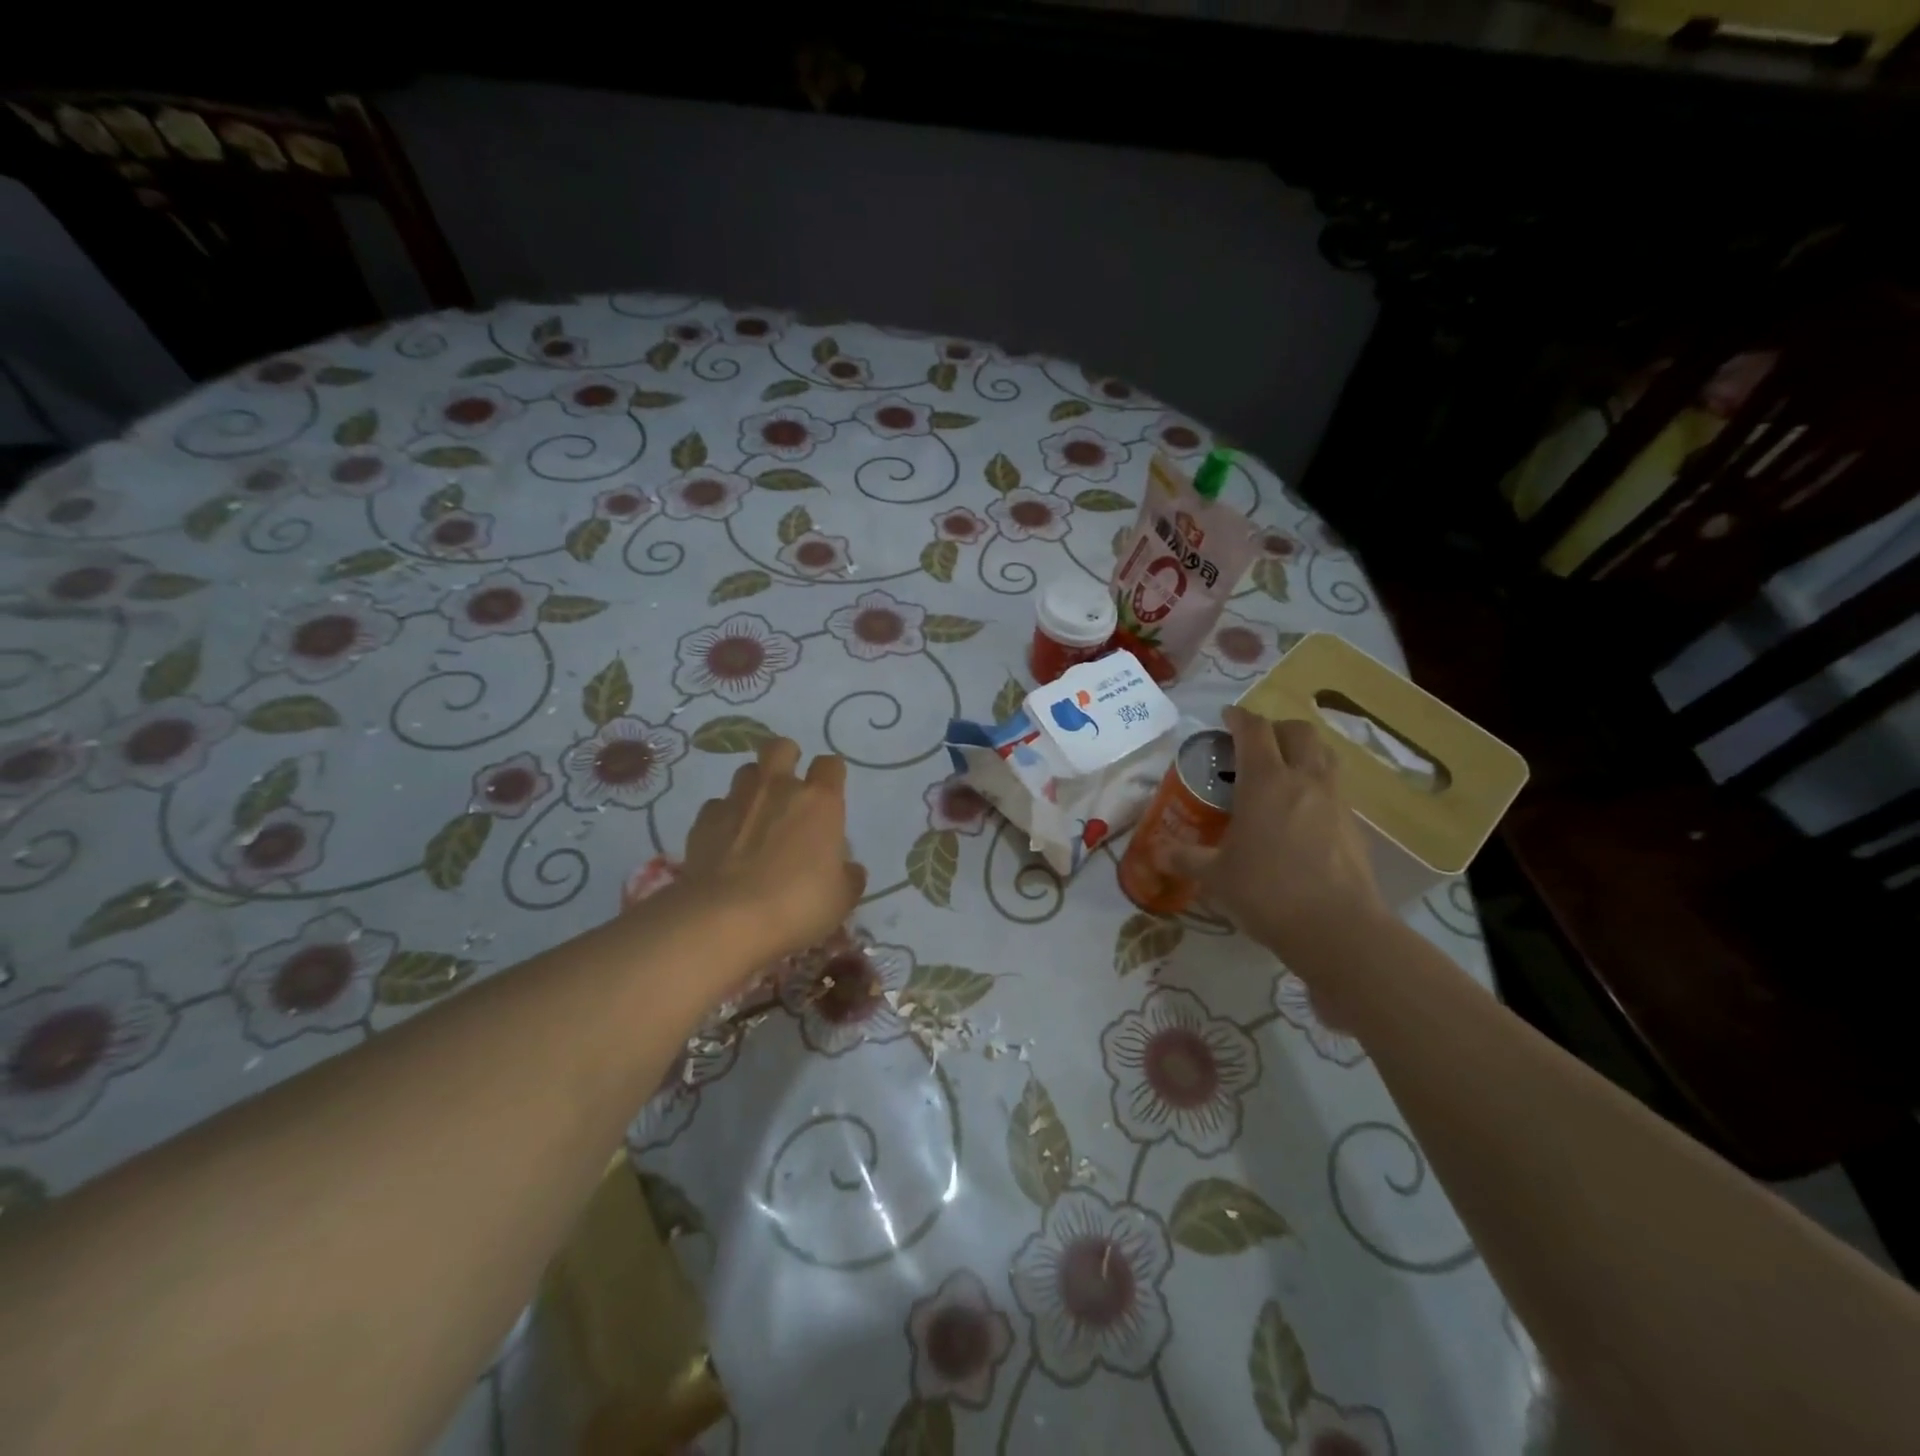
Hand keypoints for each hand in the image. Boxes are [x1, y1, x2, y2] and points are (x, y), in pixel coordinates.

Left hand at [677, 737, 866, 961]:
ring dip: (753, 786)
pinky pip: (717, 806)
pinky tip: (726, 841)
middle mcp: (778, 789)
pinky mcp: (703, 821)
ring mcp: (737, 801)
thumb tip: (849, 869)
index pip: (830, 765)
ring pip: (745, 772)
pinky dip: (724, 817)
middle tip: (789, 786)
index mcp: (820, 802)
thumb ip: (848, 877)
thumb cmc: (797, 904)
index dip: (832, 775)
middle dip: (786, 758)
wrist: (725, 919)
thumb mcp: (841, 899)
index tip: (831, 793)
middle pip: (781, 747)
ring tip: (756, 814)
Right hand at [1172, 706, 1386, 972]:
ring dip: (1303, 752)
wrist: (1337, 929)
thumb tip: (1158, 853)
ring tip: (1282, 772)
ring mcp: (1335, 801)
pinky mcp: (1355, 826)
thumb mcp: (1215, 877)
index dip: (1238, 717)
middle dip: (1276, 729)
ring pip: (1324, 755)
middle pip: (1298, 731)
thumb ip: (1186, 859)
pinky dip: (1317, 786)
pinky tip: (1301, 814)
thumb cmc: (1266, 892)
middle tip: (1255, 745)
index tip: (1225, 717)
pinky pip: (1335, 789)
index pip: (1254, 730)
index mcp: (1266, 781)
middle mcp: (1304, 780)